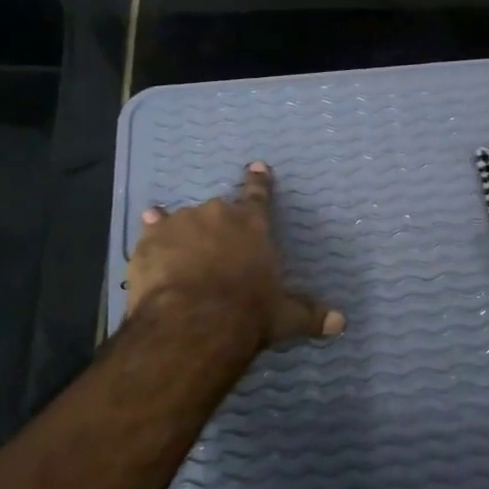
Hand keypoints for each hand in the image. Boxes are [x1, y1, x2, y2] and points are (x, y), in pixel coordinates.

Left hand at [127, 161, 344, 351]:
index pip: (260, 196)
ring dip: (183, 229)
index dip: (259, 182)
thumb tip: (341, 323)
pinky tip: (148, 226)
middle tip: (214, 249)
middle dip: (217, 226)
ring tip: (179, 245)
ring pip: (183, 218)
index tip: (256, 166)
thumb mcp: (284, 317)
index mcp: (254, 226)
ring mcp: (182, 223)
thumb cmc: (248, 313)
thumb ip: (310, 315)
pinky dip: (152, 229)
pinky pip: (152, 227)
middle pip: (219, 211)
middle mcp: (219, 215)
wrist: (195, 321)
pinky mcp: (152, 239)